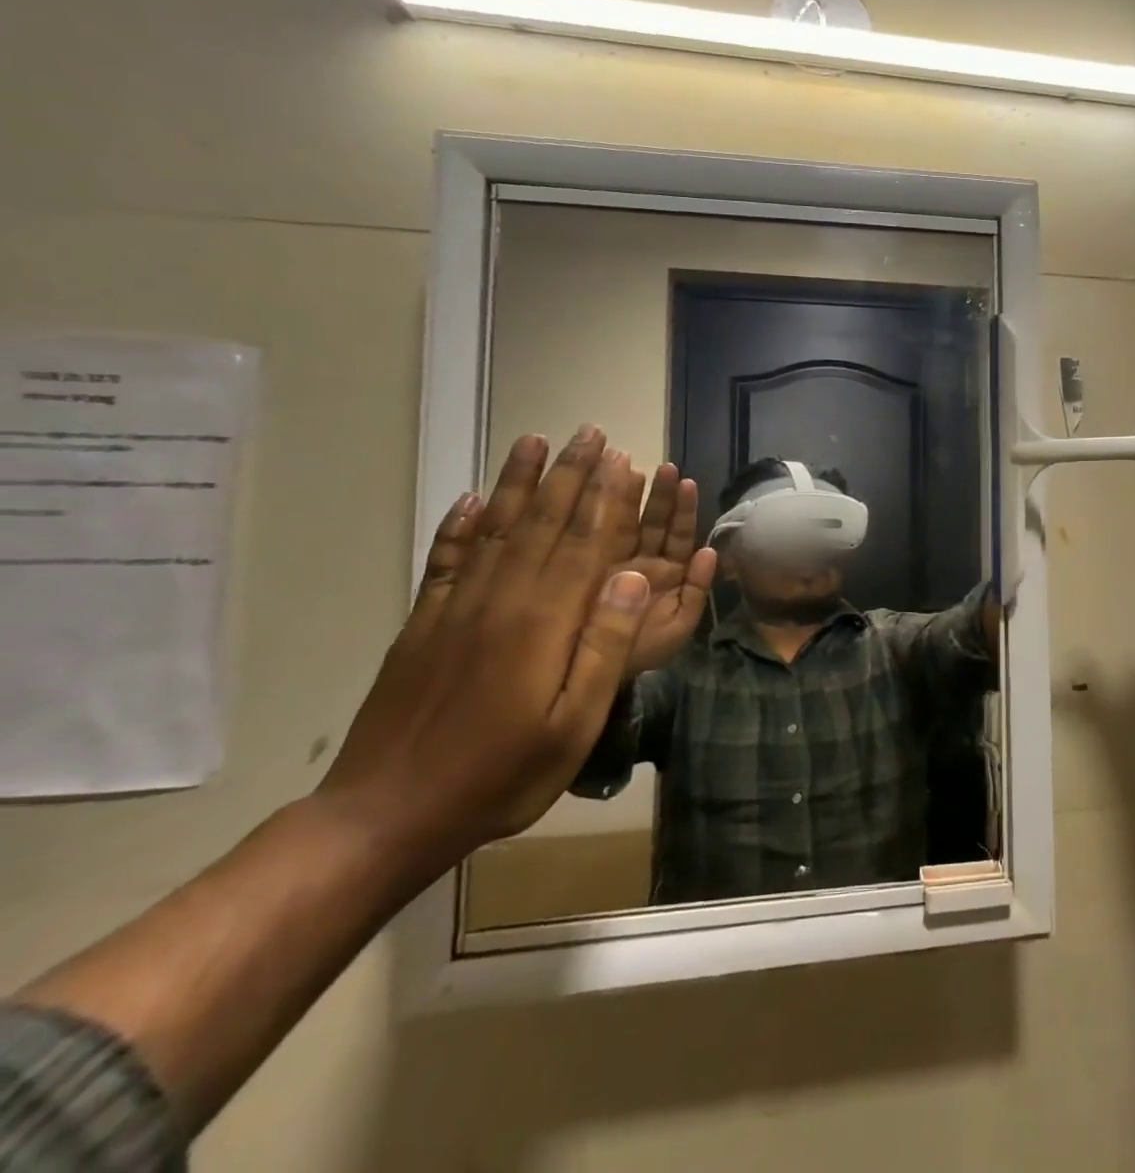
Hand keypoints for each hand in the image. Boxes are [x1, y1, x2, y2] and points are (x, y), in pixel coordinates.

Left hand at [319, 426, 652, 861]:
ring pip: (496, 528)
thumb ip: (606, 646)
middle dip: (570, 474)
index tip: (621, 458)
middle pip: (542, 523)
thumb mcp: (574, 724)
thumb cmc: (500, 774)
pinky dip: (459, 524)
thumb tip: (637, 576)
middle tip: (590, 432)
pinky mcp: (424, 623)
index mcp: (543, 622)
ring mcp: (456, 607)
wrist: (385, 815)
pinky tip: (469, 499)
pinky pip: (446, 559)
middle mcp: (501, 599)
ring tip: (534, 442)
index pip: (583, 544)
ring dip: (518, 482)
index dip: (604, 498)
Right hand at [609, 461, 717, 675]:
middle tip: (664, 466)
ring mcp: (611, 561)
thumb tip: (709, 551)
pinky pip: (594, 539)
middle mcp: (640, 561)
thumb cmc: (641, 652)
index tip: (687, 482)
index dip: (683, 509)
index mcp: (667, 572)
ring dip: (632, 497)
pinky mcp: (584, 567)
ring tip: (634, 468)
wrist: (591, 679)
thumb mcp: (678, 627)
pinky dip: (599, 516)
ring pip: (626, 524)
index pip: (677, 535)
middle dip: (660, 495)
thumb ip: (697, 591)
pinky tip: (599, 492)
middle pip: (654, 522)